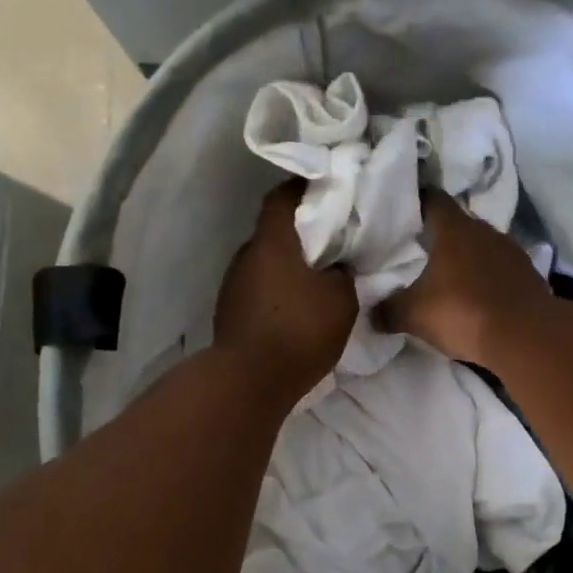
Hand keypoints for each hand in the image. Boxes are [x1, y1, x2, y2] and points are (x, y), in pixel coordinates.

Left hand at [215, 181, 357, 401]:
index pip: (282, 196)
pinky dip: (276, 292)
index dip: (305, 190)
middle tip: (330, 243)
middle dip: (300, 234)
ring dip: (287, 266)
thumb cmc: (299, 331)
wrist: (249, 382)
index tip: (329, 194)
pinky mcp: (229, 312)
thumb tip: (335, 267)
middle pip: (274, 232)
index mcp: (271, 242)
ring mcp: (233, 285)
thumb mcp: (341, 300)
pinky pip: (258, 289)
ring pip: (265, 263)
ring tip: (315, 280)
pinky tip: (295, 309)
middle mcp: (245, 256)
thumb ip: (342, 274)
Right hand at [376, 192, 550, 365]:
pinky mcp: (530, 276)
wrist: (525, 336)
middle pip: (459, 225)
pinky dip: (489, 279)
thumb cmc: (463, 312)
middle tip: (421, 249)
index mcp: (455, 230)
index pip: (433, 200)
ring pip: (483, 247)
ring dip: (468, 259)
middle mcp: (486, 232)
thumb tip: (371, 312)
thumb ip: (389, 310)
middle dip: (441, 235)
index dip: (418, 202)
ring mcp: (512, 252)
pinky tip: (478, 297)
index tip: (405, 210)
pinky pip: (501, 271)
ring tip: (449, 276)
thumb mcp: (414, 315)